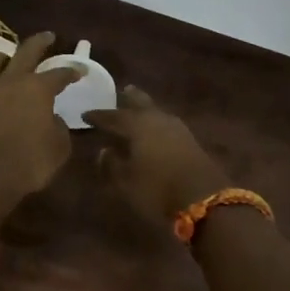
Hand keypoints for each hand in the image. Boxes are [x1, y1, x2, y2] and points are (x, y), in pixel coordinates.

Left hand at [0, 31, 80, 200]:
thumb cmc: (29, 162)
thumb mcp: (59, 147)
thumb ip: (59, 127)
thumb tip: (52, 119)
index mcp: (38, 88)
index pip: (60, 73)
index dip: (72, 71)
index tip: (80, 71)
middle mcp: (11, 80)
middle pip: (27, 50)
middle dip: (40, 42)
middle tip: (48, 37)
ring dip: (5, 58)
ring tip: (9, 62)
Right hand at [83, 86, 230, 225]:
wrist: (204, 198)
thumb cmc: (157, 190)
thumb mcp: (126, 182)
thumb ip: (111, 164)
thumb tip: (104, 150)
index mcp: (137, 125)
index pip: (113, 117)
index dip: (98, 116)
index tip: (85, 114)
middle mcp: (157, 120)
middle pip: (141, 103)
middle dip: (129, 99)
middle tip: (121, 91)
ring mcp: (176, 128)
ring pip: (156, 111)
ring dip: (145, 108)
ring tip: (137, 107)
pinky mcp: (189, 139)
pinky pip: (166, 123)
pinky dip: (156, 121)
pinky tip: (155, 128)